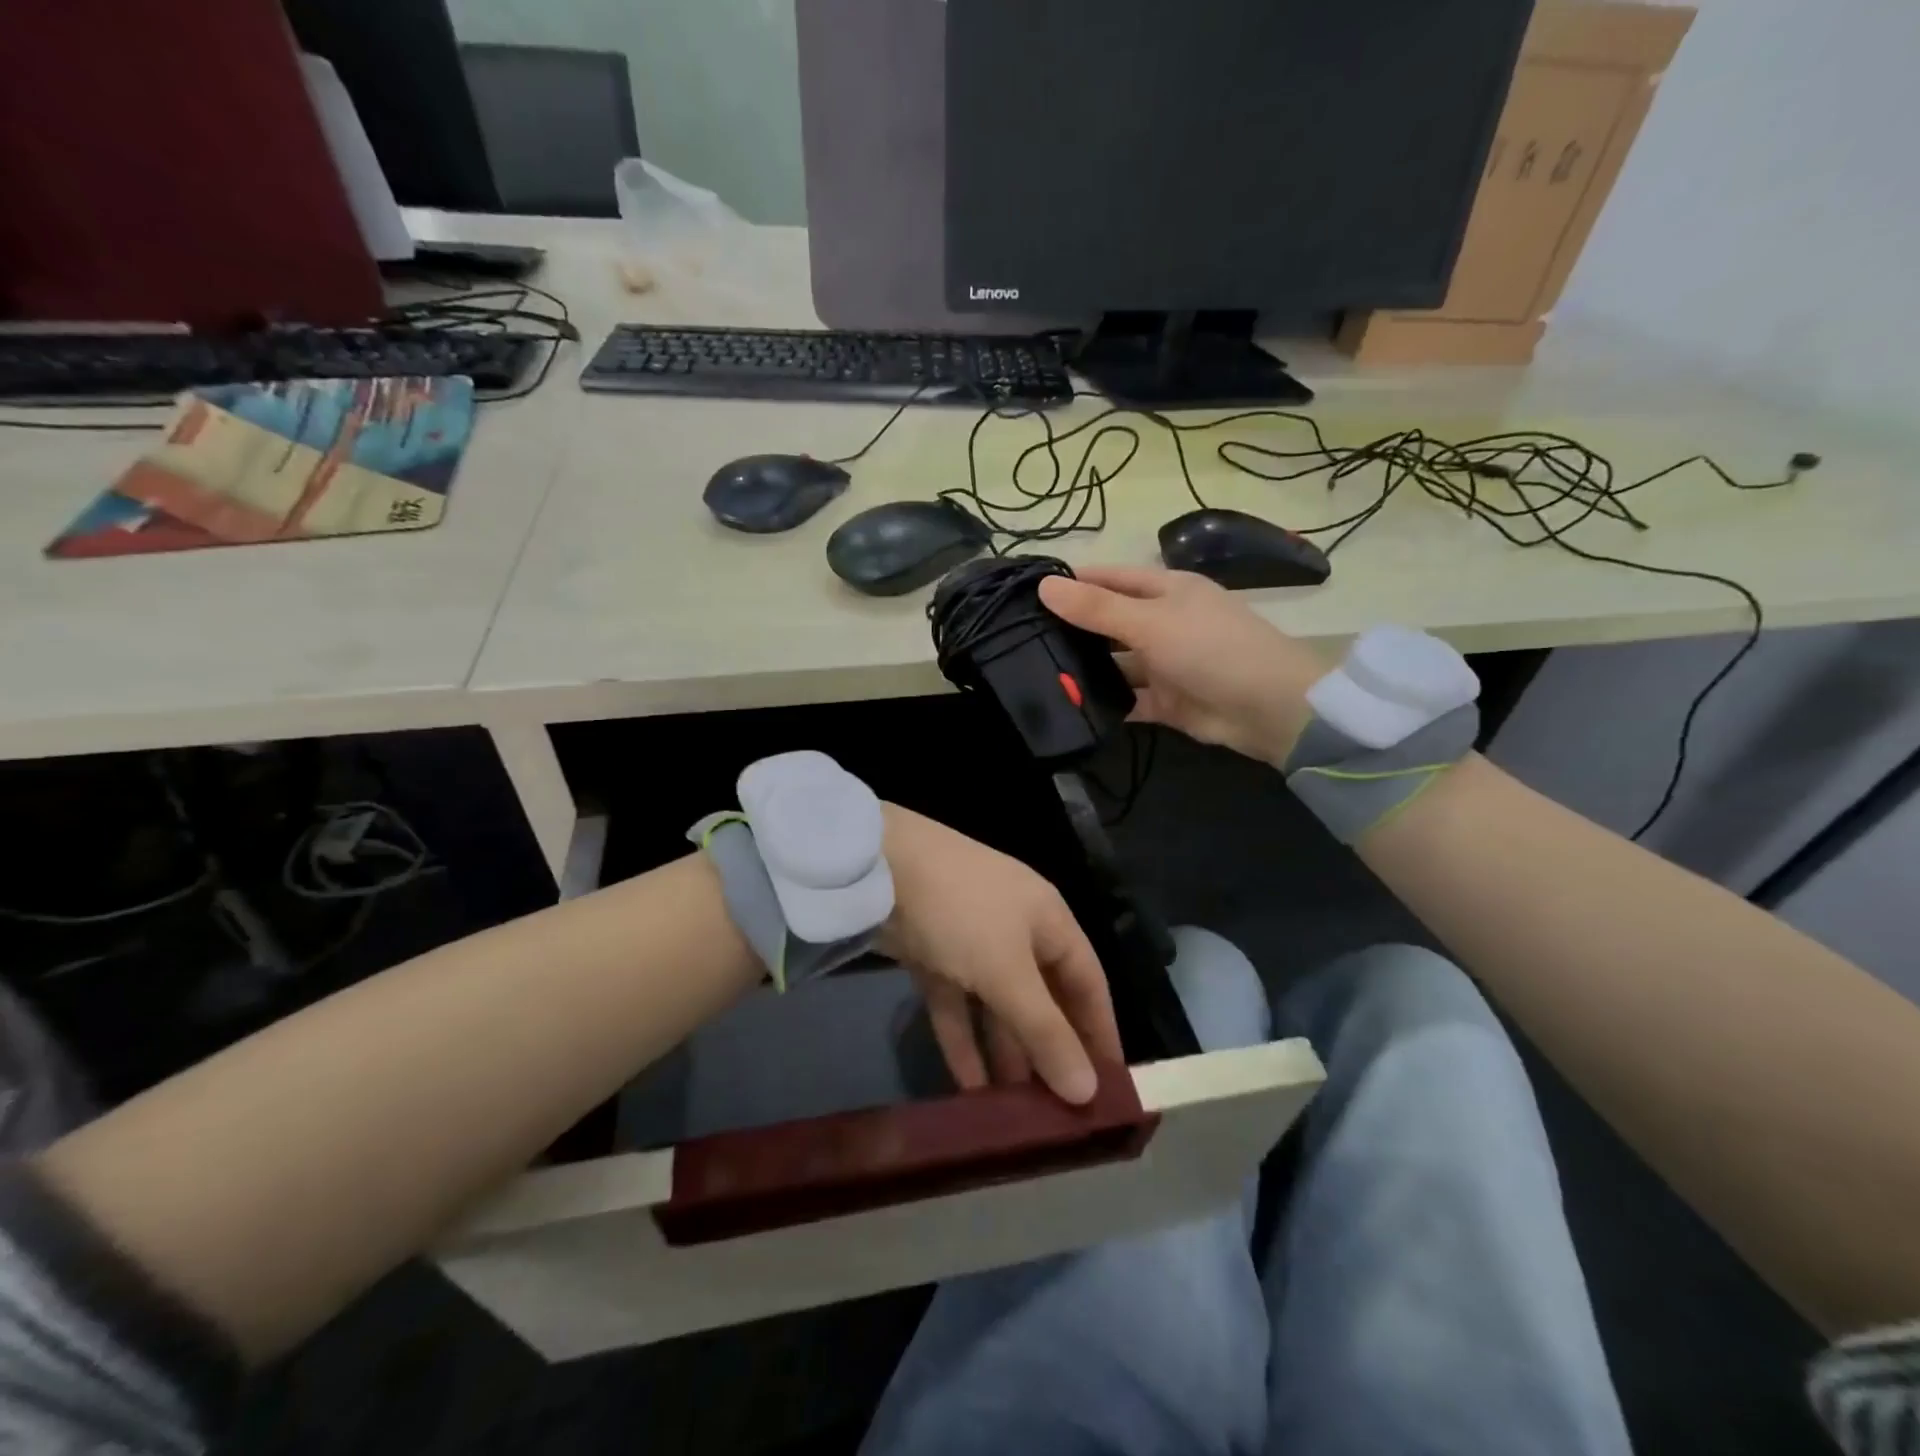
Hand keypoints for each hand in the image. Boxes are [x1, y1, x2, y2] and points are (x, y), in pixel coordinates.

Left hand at [877, 805, 1120, 1104]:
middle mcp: (1017, 931)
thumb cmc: (961, 913)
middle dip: (1048, 1052)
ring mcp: (973, 942)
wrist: (880, 866)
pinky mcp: (935, 954)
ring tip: (1017, 1115)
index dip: (1099, 1033)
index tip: (1109, 1089)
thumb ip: (1045, 1031)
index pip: (1088, 983)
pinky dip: (963, 1041)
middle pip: (1043, 999)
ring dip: (1005, 1054)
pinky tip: (969, 1091)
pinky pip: (958, 1005)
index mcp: (1049, 921)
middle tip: (1059, 1114)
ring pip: (998, 1006)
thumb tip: (1089, 1091)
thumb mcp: (1007, 972)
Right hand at [1039, 566, 1327, 766]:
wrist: (1268, 708)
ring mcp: (1164, 663)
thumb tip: (1044, 586)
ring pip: (1114, 663)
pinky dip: (1104, 704)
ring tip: (1034, 676)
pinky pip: (1126, 699)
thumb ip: (1096, 608)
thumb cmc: (1210, 648)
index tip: (1024, 594)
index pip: (1108, 578)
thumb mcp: (1150, 622)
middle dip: (1071, 630)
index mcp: (1165, 590)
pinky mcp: (1165, 700)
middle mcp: (1162, 622)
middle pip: (1108, 622)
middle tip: (1019, 640)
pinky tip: (1068, 708)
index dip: (1071, 583)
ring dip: (1085, 670)